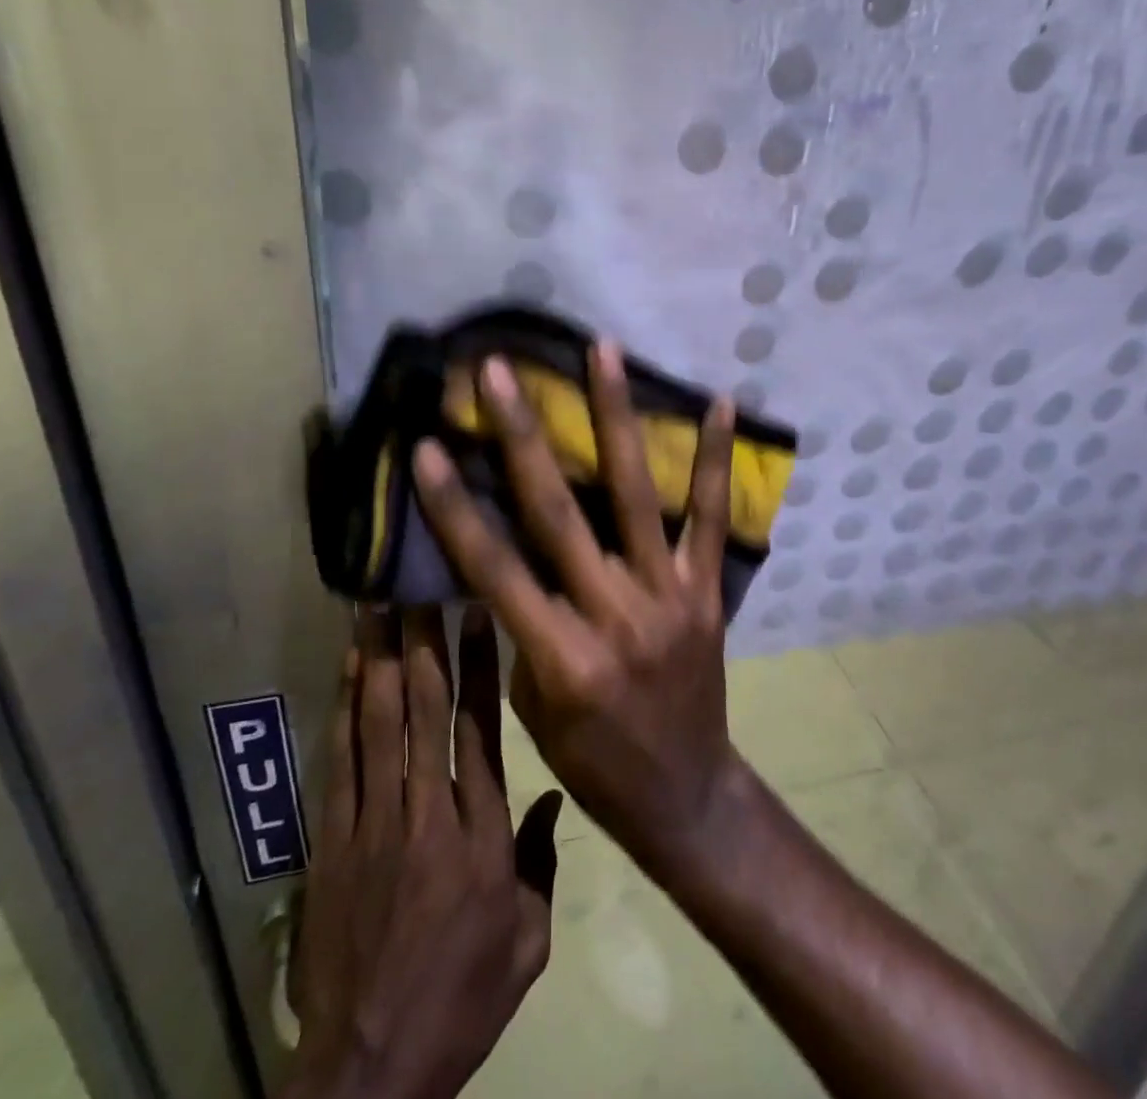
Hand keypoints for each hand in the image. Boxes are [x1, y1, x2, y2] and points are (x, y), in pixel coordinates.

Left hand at [286, 608, 563, 1098]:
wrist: (369, 1068)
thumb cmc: (461, 1000)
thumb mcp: (527, 943)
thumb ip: (541, 862)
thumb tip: (552, 794)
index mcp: (482, 836)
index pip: (481, 730)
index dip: (478, 666)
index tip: (476, 614)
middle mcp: (427, 814)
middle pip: (426, 711)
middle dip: (425, 642)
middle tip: (421, 586)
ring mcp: (373, 823)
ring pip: (379, 723)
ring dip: (382, 659)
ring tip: (380, 606)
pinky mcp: (332, 840)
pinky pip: (340, 760)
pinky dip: (345, 708)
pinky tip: (351, 668)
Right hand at [410, 344, 744, 882]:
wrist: (685, 795)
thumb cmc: (594, 762)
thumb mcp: (533, 707)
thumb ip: (521, 626)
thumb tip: (503, 555)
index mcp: (562, 656)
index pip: (495, 567)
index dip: (455, 506)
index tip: (426, 444)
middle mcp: (615, 614)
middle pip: (559, 513)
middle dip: (522, 436)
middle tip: (499, 369)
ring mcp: (669, 595)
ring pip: (637, 494)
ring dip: (616, 418)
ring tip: (604, 350)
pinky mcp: (708, 590)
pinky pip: (712, 518)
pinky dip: (715, 460)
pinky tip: (719, 402)